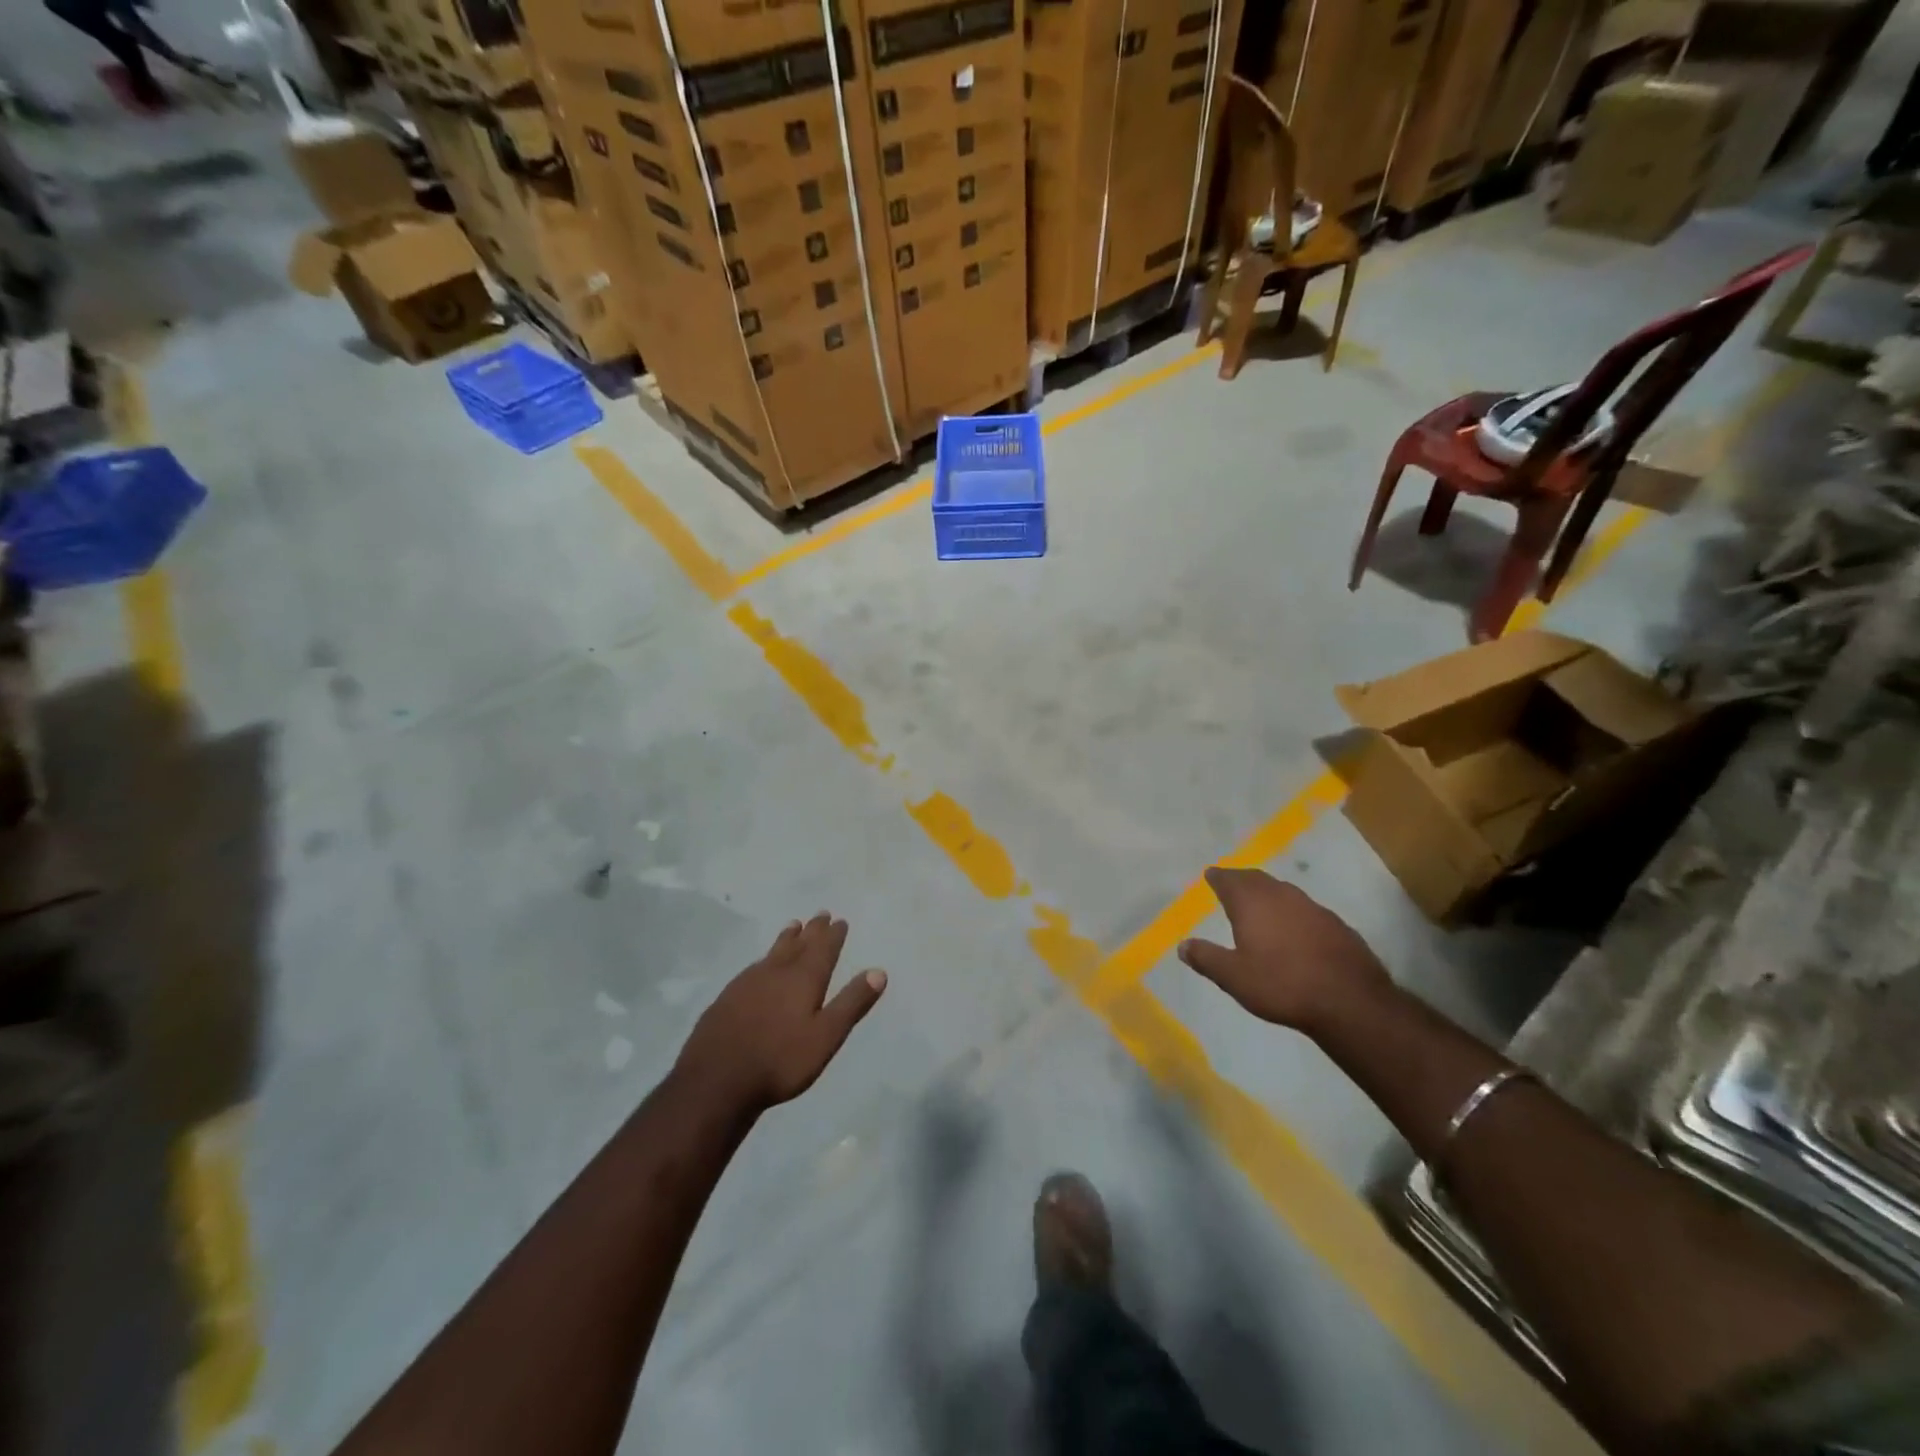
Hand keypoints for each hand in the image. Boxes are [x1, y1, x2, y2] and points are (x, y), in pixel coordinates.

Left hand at [676, 914, 886, 1113]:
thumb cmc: (780, 1060)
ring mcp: (748, 983)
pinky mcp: (727, 998)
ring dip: (787, 938)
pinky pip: (753, 967)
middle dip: (812, 930)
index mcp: (803, 979)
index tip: (840, 920)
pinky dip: (764, 959)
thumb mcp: (826, 1036)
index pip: (823, 949)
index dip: (833, 935)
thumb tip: (879, 972)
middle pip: (798, 945)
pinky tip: (760, 965)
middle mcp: (776, 972)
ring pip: (773, 952)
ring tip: (793, 926)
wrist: (716, 1080)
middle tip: (821, 914)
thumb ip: (852, 1003)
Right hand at [1177, 869, 1391, 1033]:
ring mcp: (1312, 907)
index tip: (1210, 875)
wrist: (1350, 1001)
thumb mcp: (1234, 978)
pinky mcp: (1335, 924)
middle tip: (1231, 883)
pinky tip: (1294, 927)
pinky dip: (1291, 911)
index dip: (1218, 877)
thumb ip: (1206, 958)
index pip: (1229, 880)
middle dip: (1241, 879)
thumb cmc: (1282, 985)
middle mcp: (1281, 896)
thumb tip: (1182, 945)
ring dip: (1268, 893)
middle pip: (1256, 879)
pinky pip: (1305, 908)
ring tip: (1260, 903)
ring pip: (1283, 891)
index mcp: (1252, 903)